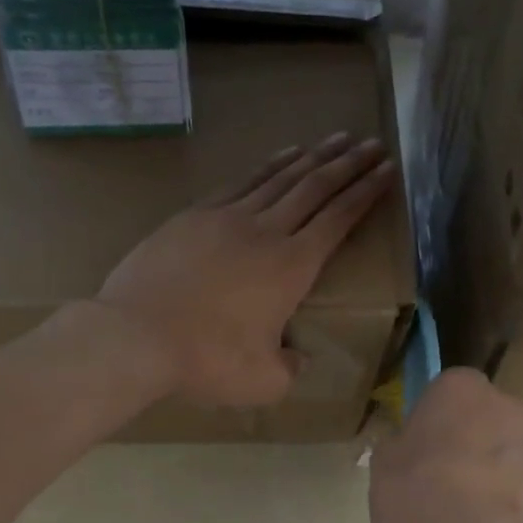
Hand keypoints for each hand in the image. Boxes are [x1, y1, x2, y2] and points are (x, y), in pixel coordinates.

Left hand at [96, 134, 393, 407]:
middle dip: (349, 165)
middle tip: (373, 144)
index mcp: (292, 267)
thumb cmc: (206, 360)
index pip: (338, 220)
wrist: (136, 335)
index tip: (387, 170)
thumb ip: (290, 368)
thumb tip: (298, 357)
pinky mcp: (195, 216)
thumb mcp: (263, 382)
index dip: (366, 193)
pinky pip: (242, 182)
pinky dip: (268, 166)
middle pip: (315, 188)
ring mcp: (228, 218)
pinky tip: (280, 157)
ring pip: (280, 178)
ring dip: (312, 158)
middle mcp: (266, 232)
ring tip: (335, 140)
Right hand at [370, 369, 522, 522]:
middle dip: (450, 463)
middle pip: (471, 433)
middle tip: (421, 498)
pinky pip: (500, 506)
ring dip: (464, 502)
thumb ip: (396, 452)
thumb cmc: (418, 485)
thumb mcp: (382, 464)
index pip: (442, 393)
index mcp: (461, 388)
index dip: (424, 425)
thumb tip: (406, 456)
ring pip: (487, 474)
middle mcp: (503, 409)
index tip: (409, 453)